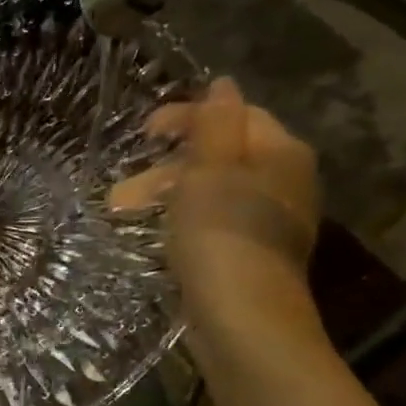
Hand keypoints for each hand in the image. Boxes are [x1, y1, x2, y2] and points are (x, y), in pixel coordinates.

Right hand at [112, 79, 324, 365]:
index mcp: (280, 153)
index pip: (233, 115)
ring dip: (165, 198)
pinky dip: (182, 225)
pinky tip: (156, 240)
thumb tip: (223, 84)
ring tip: (123, 217)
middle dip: (165, 169)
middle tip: (121, 193)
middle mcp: (283, 183)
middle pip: (219, 158)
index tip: (142, 134)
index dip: (186, 117)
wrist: (243, 322)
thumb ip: (214, 124)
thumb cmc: (222, 237)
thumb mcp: (209, 171)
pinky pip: (213, 227)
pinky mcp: (251, 259)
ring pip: (212, 195)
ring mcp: (269, 225)